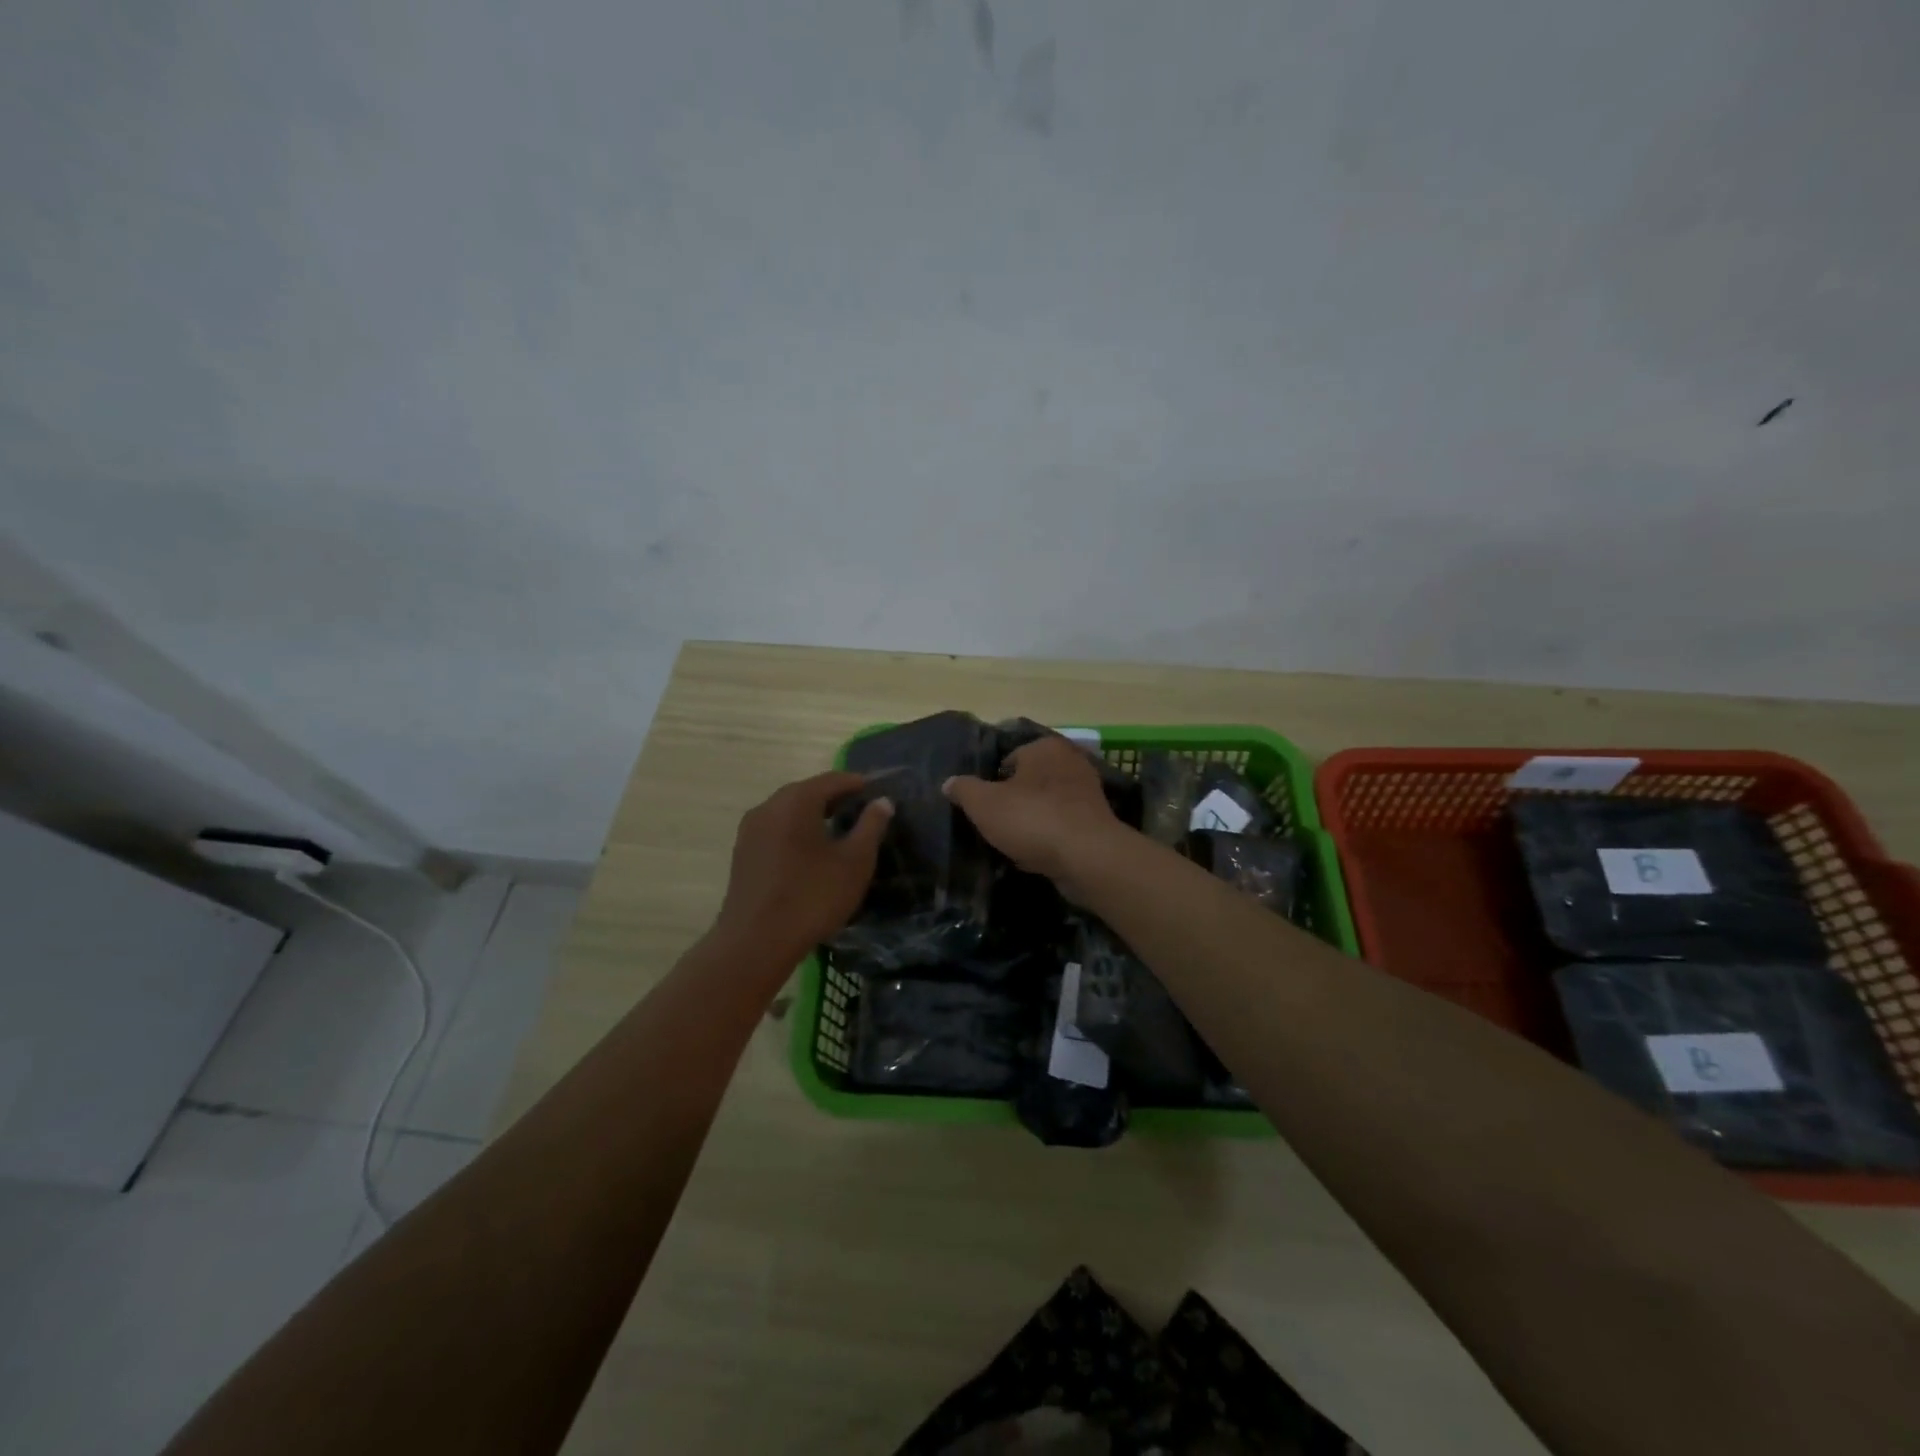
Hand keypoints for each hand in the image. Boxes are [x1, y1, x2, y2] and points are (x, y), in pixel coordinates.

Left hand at [714, 771, 892, 958]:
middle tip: (860, 810)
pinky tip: (810, 852)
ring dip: (813, 814)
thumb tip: (882, 802)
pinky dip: (796, 831)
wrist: (756, 942)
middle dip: (834, 797)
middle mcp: (769, 806)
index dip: (857, 783)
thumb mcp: (854, 862)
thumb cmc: (813, 897)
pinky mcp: (743, 853)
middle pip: (807, 792)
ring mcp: (750, 830)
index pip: (832, 780)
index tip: (877, 792)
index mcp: (796, 801)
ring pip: (788, 811)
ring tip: (838, 830)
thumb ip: (871, 826)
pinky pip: (776, 829)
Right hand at [943, 736, 1126, 896]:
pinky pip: (1062, 827)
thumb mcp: (984, 804)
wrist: (1086, 857)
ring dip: (1032, 823)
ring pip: (1046, 806)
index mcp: (1045, 747)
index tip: (983, 808)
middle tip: (996, 826)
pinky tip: (1036, 857)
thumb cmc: (1032, 819)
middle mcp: (1071, 761)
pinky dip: (1049, 839)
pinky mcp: (1097, 821)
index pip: (1008, 759)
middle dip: (1014, 802)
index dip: (992, 784)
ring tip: (1013, 845)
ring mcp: (1088, 792)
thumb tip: (949, 783)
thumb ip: (964, 789)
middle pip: (1029, 782)